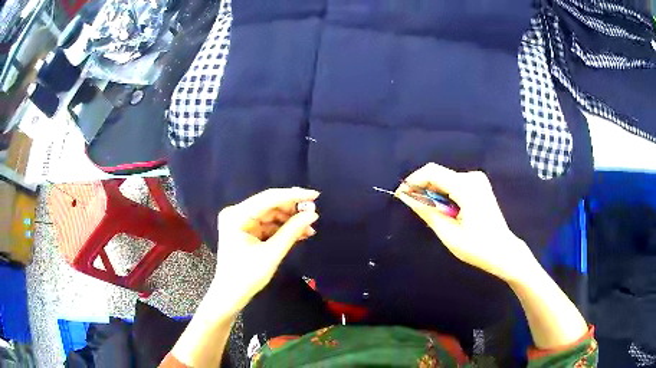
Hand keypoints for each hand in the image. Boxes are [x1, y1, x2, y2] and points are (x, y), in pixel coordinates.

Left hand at [210, 188, 319, 314]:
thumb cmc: (247, 277)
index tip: (315, 195)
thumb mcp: (272, 254)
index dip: (293, 195)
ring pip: (271, 214)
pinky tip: (300, 233)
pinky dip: (283, 228)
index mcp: (237, 215)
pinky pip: (268, 224)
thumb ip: (292, 231)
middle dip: (293, 209)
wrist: (230, 295)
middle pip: (270, 204)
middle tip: (314, 214)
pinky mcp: (246, 229)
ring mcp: (240, 221)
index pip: (269, 198)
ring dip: (290, 220)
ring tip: (309, 229)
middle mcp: (236, 212)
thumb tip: (313, 214)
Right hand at [396, 163, 537, 282]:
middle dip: (422, 188)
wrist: (503, 251)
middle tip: (413, 208)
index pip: (432, 172)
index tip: (400, 196)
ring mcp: (478, 179)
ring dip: (433, 193)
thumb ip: (427, 212)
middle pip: (438, 174)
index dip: (412, 181)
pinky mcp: (479, 185)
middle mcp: (473, 177)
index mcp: (466, 187)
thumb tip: (406, 197)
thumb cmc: (477, 247)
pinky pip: (453, 183)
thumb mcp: (449, 234)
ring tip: (431, 214)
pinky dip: (443, 194)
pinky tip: (445, 211)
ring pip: (444, 179)